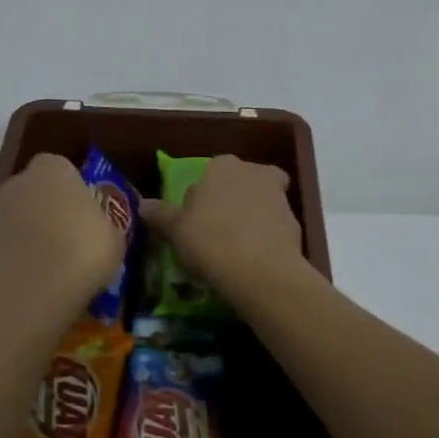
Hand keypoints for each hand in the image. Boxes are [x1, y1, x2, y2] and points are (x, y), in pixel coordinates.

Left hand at [0, 153, 124, 318]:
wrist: (34, 294)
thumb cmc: (83, 250)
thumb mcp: (116, 235)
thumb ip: (108, 222)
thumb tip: (104, 226)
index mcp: (53, 166)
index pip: (70, 170)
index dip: (83, 192)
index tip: (95, 216)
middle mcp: (22, 180)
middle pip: (45, 191)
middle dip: (60, 208)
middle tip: (82, 236)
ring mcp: (2, 210)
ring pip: (30, 215)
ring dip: (44, 231)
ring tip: (66, 261)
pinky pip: (20, 240)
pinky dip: (31, 251)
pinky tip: (49, 273)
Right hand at [140, 156, 307, 299]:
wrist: (260, 271)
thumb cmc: (209, 240)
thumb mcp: (174, 229)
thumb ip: (160, 214)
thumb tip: (142, 204)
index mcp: (222, 166)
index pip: (211, 172)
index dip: (204, 194)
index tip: (196, 217)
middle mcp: (254, 173)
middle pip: (241, 183)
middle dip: (233, 199)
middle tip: (218, 227)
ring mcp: (279, 198)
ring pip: (262, 203)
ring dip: (252, 219)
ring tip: (235, 249)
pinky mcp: (295, 225)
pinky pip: (275, 228)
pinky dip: (266, 239)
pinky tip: (253, 261)